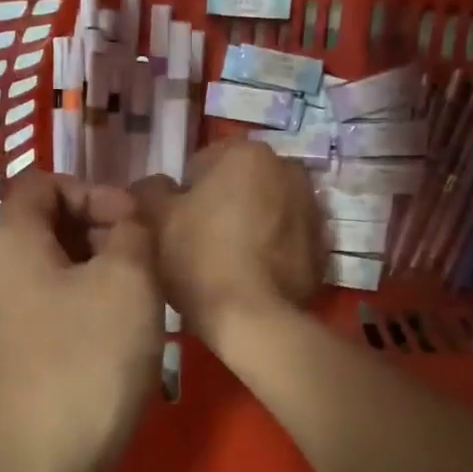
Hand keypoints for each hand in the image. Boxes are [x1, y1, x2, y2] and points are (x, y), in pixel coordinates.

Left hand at [0, 172, 161, 471]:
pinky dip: (53, 312)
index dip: (95, 191)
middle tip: (137, 269)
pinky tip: (85, 350)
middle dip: (90, 235)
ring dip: (76, 276)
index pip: (43, 181)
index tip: (134, 227)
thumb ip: (132, 233)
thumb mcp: (128, 287)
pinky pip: (15, 315)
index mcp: (0, 239)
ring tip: (120, 311)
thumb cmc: (81, 371)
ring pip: (27, 273)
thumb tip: (124, 220)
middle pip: (34, 227)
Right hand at [134, 140, 324, 342]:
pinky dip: (272, 249)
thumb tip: (154, 186)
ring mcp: (311, 207)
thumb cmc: (200, 258)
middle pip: (240, 183)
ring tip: (228, 261)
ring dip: (250, 224)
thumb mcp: (156, 220)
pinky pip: (287, 238)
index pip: (202, 162)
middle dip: (222, 203)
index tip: (176, 223)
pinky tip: (252, 275)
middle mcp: (287, 169)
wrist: (254, 319)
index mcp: (246, 153)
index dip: (183, 194)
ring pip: (267, 208)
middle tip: (199, 241)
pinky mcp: (323, 245)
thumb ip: (149, 191)